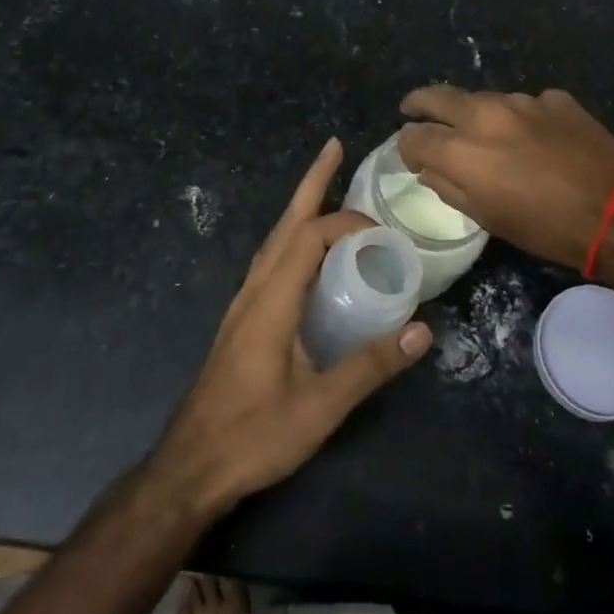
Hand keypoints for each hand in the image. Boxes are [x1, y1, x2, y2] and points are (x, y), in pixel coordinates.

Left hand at [152, 139, 431, 516]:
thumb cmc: (254, 435)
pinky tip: (308, 252)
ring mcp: (244, 302)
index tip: (383, 233)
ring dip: (301, 206)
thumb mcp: (320, 406)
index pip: (311, 236)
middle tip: (336, 147)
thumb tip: (423, 330)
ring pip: (275, 238)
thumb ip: (370, 366)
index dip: (348, 223)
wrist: (191, 467)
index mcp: (272, 298)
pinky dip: (294, 237)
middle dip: (312, 181)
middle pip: (286, 221)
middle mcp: (255, 288)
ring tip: (326, 186)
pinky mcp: (243, 318)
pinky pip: (272, 259)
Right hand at [397, 86, 613, 269]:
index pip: (414, 136)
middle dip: (420, 104)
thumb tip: (431, 170)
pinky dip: (521, 119)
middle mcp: (485, 114)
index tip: (413, 156)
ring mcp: (523, 101)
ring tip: (487, 134)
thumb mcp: (489, 219)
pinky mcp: (555, 98)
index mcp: (462, 150)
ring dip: (477, 114)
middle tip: (414, 110)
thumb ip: (450, 188)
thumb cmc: (546, 228)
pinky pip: (526, 104)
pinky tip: (537, 139)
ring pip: (484, 99)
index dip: (407, 146)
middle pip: (438, 97)